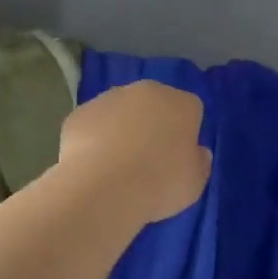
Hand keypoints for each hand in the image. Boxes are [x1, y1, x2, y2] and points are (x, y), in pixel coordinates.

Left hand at [57, 81, 211, 224]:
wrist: (103, 187)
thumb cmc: (160, 183)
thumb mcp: (195, 182)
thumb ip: (198, 161)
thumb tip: (196, 152)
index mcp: (180, 103)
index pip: (190, 110)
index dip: (185, 133)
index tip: (178, 158)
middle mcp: (145, 91)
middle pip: (153, 104)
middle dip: (152, 125)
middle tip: (148, 160)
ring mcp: (108, 98)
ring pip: (120, 111)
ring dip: (121, 130)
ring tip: (117, 166)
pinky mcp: (79, 113)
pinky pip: (93, 125)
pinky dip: (93, 139)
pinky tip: (93, 165)